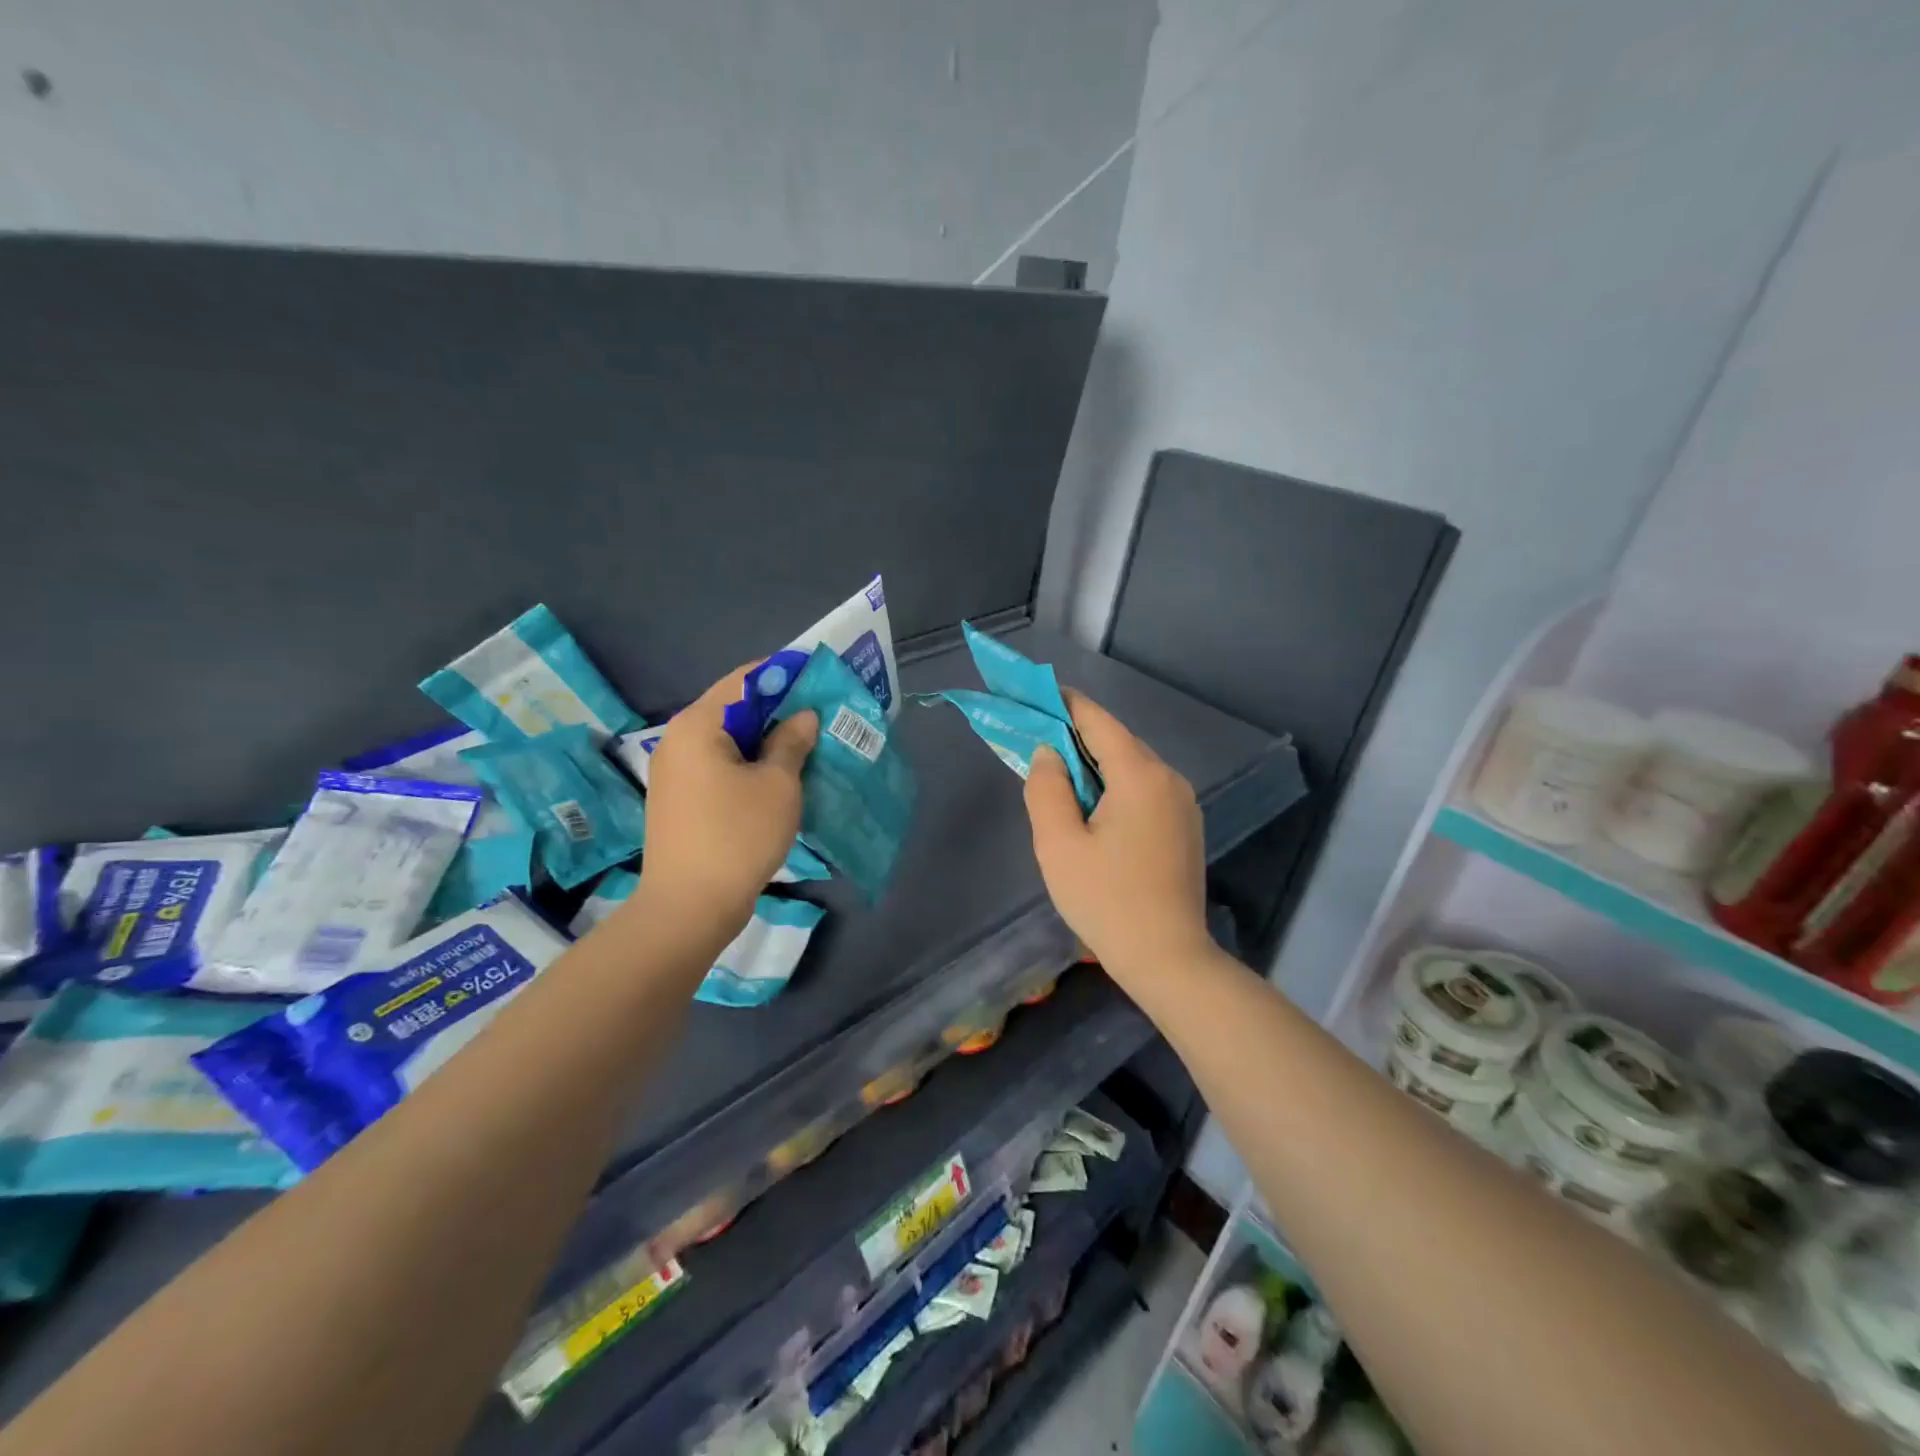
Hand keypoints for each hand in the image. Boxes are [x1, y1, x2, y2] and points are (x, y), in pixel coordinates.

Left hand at [639, 664, 818, 926]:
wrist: (689, 907)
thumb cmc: (738, 836)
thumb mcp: (778, 785)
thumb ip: (791, 742)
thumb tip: (803, 717)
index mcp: (697, 725)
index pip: (744, 679)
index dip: (784, 674)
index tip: (818, 678)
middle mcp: (678, 740)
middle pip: (734, 708)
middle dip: (778, 709)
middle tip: (820, 714)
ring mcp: (675, 772)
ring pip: (728, 740)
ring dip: (765, 739)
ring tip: (806, 744)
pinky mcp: (680, 799)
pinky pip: (719, 765)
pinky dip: (749, 763)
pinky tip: (779, 775)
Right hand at [1023, 691, 1210, 980]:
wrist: (1167, 958)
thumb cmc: (1106, 900)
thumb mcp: (1058, 844)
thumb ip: (1046, 788)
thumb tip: (1049, 753)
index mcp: (1140, 775)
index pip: (1098, 721)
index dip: (1065, 704)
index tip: (1035, 694)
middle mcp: (1168, 778)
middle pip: (1116, 742)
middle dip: (1075, 737)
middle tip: (1036, 741)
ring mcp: (1183, 803)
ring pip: (1131, 767)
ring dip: (1094, 765)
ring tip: (1058, 777)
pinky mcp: (1185, 826)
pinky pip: (1144, 790)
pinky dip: (1114, 786)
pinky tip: (1093, 809)